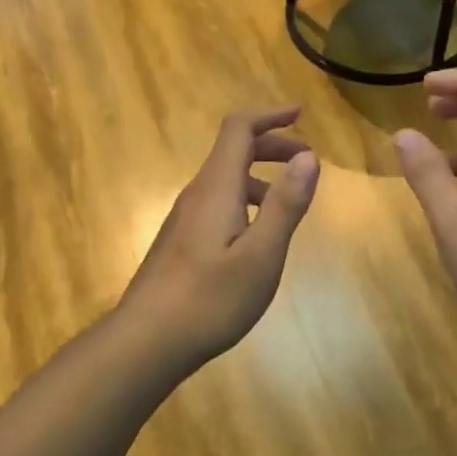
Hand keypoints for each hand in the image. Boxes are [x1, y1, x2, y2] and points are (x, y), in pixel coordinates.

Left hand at [121, 107, 320, 367]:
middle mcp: (197, 194)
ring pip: (225, 180)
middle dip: (272, 145)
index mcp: (216, 188)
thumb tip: (309, 156)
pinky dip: (246, 201)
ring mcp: (184, 219)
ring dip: (260, 176)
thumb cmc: (210, 299)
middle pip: (232, 151)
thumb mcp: (261, 255)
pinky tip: (258, 235)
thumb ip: (286, 204)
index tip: (301, 115)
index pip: (238, 129)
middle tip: (307, 161)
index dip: (270, 116)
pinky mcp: (180, 242)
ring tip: (290, 200)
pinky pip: (218, 203)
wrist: (147, 340)